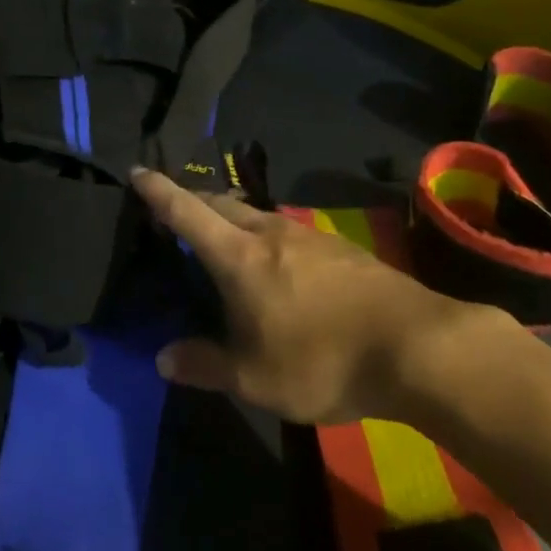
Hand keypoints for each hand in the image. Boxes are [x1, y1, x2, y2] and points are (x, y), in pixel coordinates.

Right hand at [132, 169, 513, 424]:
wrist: (414, 345)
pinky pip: (284, 231)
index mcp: (240, 257)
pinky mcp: (337, 247)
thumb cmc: (323, 361)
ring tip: (222, 243)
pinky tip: (275, 266)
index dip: (158, 192)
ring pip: (255, 215)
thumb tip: (164, 358)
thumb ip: (205, 365)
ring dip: (230, 220)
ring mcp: (307, 235)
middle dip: (193, 202)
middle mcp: (269, 233)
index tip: (137, 171)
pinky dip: (263, 237)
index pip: (187, 213)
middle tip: (174, 215)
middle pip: (221, 204)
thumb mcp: (255, 379)